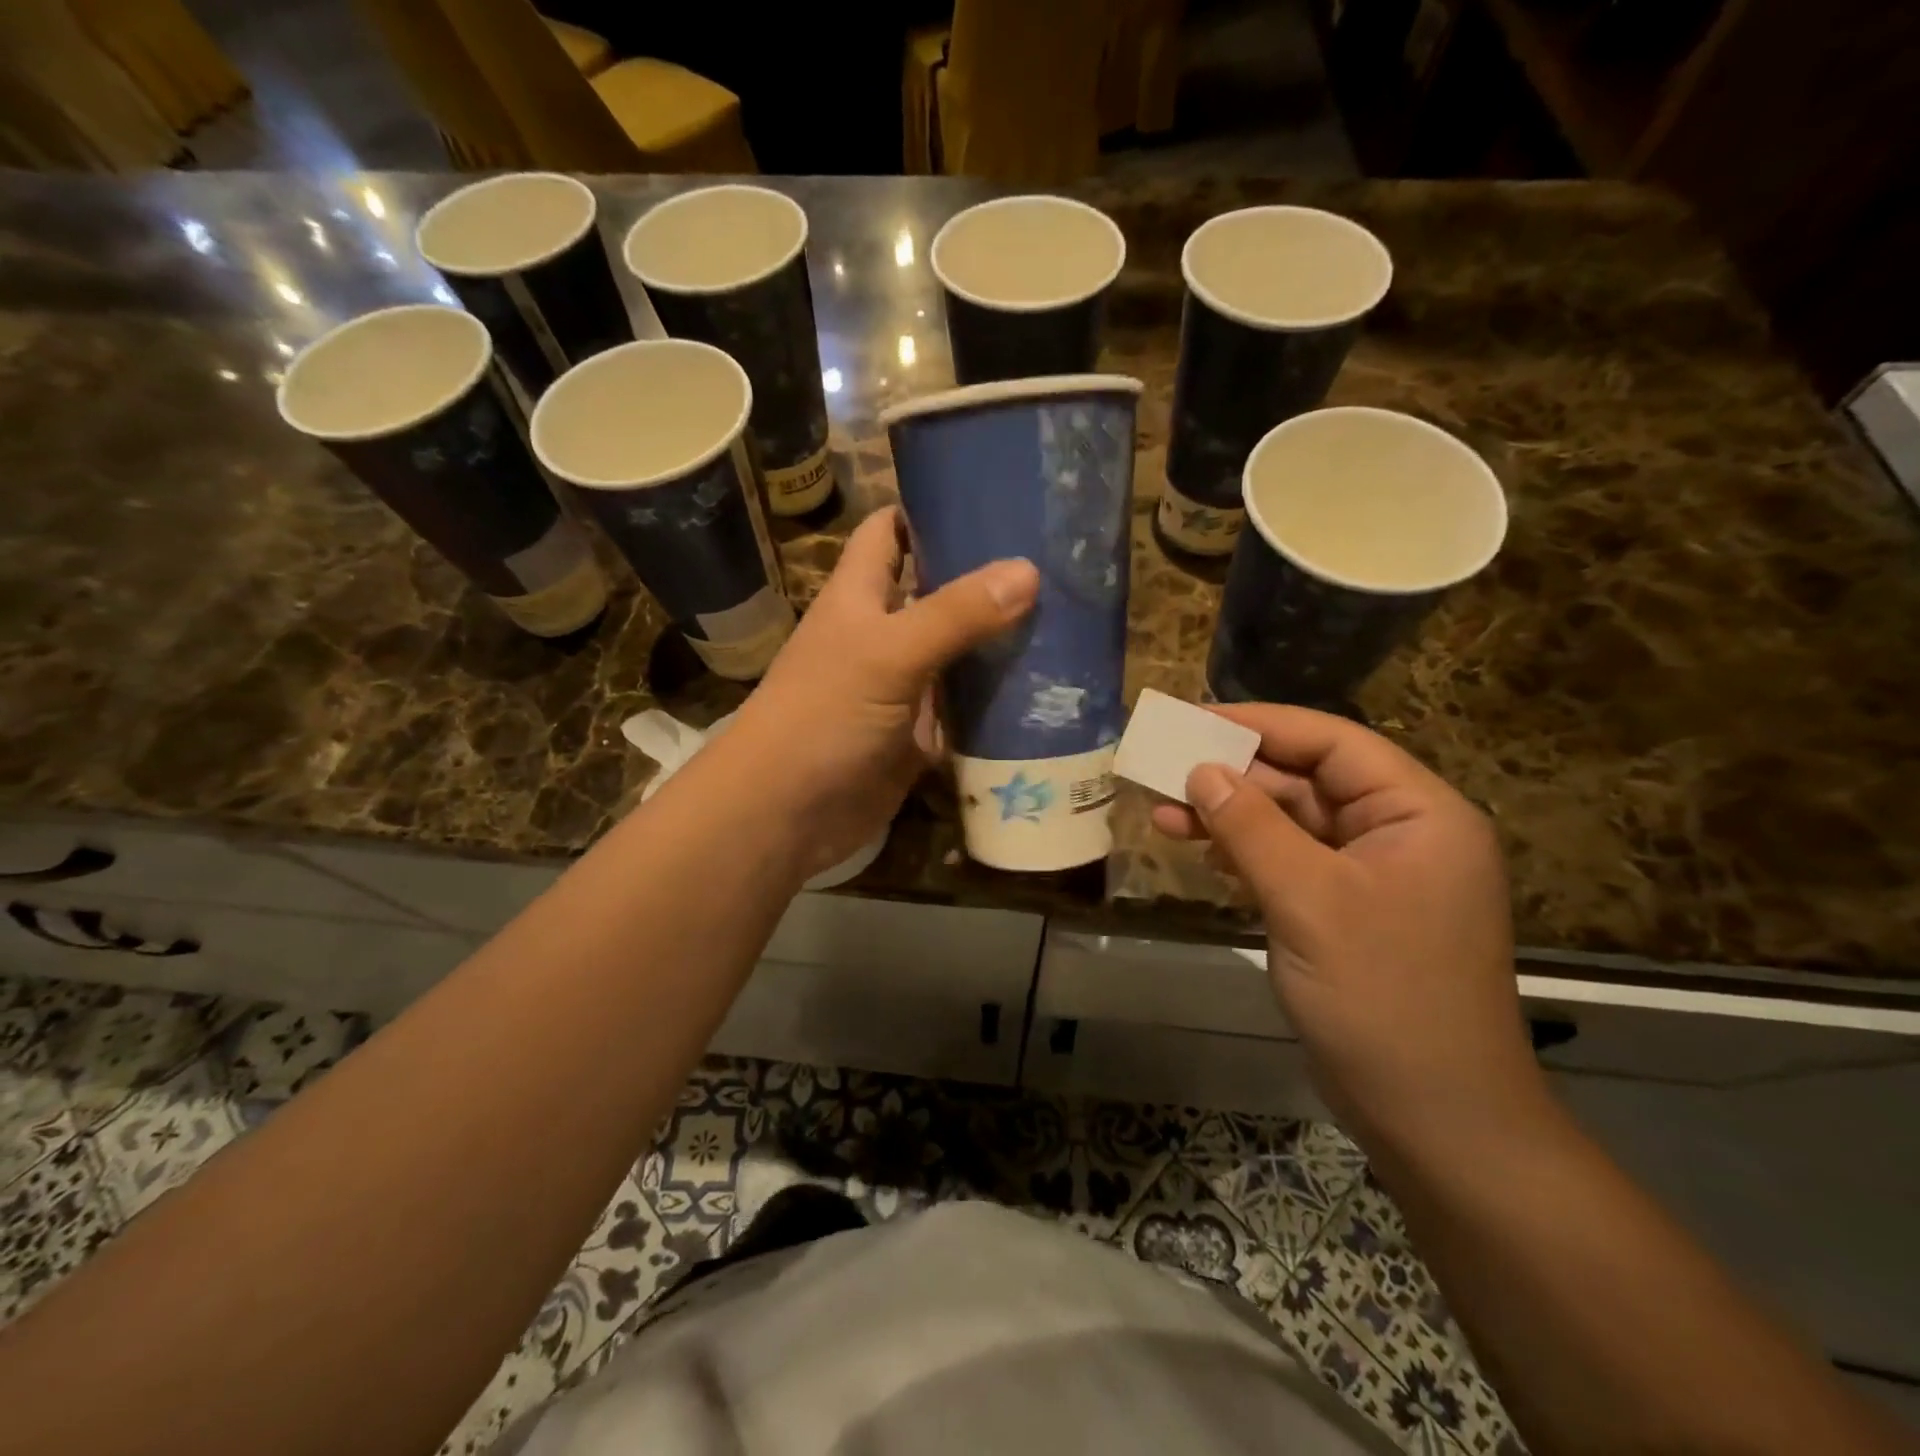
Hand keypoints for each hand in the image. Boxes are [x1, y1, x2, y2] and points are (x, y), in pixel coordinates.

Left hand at [725, 507, 1038, 882]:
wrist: (786, 813)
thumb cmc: (823, 715)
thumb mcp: (888, 654)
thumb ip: (955, 614)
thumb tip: (1029, 569)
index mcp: (860, 596)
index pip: (889, 532)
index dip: (928, 509)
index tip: (991, 495)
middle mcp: (882, 635)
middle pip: (936, 592)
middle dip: (985, 578)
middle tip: (1057, 562)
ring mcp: (902, 687)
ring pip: (957, 653)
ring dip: (999, 642)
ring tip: (1069, 620)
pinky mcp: (917, 734)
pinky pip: (963, 709)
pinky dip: (996, 701)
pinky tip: (1048, 691)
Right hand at [1152, 704, 1548, 1153]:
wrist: (1433, 1119)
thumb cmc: (1382, 997)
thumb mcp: (1308, 900)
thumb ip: (1251, 826)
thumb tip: (1200, 769)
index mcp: (1418, 813)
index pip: (1332, 742)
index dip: (1260, 725)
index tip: (1193, 719)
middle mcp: (1400, 833)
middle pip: (1307, 780)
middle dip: (1234, 776)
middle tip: (1164, 770)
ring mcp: (1373, 875)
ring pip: (1291, 823)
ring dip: (1230, 817)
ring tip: (1164, 815)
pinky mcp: (1346, 911)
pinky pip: (1290, 862)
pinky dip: (1245, 855)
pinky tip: (1202, 854)